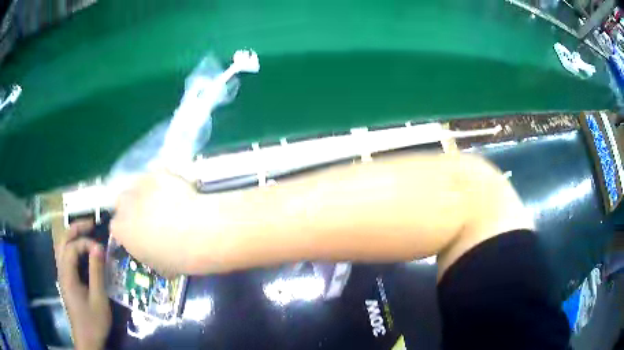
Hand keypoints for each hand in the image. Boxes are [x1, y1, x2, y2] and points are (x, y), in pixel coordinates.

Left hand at [56, 220, 111, 349]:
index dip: (86, 243)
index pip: (72, 248)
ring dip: (73, 236)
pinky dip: (73, 247)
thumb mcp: (99, 299)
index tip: (102, 250)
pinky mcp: (66, 280)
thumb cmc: (93, 322)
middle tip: (91, 224)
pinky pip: (66, 256)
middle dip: (75, 229)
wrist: (87, 339)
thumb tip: (99, 247)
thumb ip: (97, 272)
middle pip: (62, 241)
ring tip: (87, 232)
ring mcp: (62, 275)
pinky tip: (83, 251)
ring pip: (62, 247)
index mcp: (67, 275)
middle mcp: (61, 270)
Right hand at [110, 171, 202, 275]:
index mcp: (120, 230)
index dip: (128, 230)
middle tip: (150, 217)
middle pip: (122, 202)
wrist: (197, 233)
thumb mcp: (157, 265)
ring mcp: (139, 184)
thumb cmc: (177, 258)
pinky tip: (175, 191)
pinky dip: (163, 182)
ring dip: (145, 194)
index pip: (116, 227)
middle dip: (132, 208)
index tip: (138, 234)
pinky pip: (156, 176)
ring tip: (164, 202)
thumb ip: (146, 253)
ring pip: (137, 186)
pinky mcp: (158, 172)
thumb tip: (151, 250)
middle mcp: (123, 204)